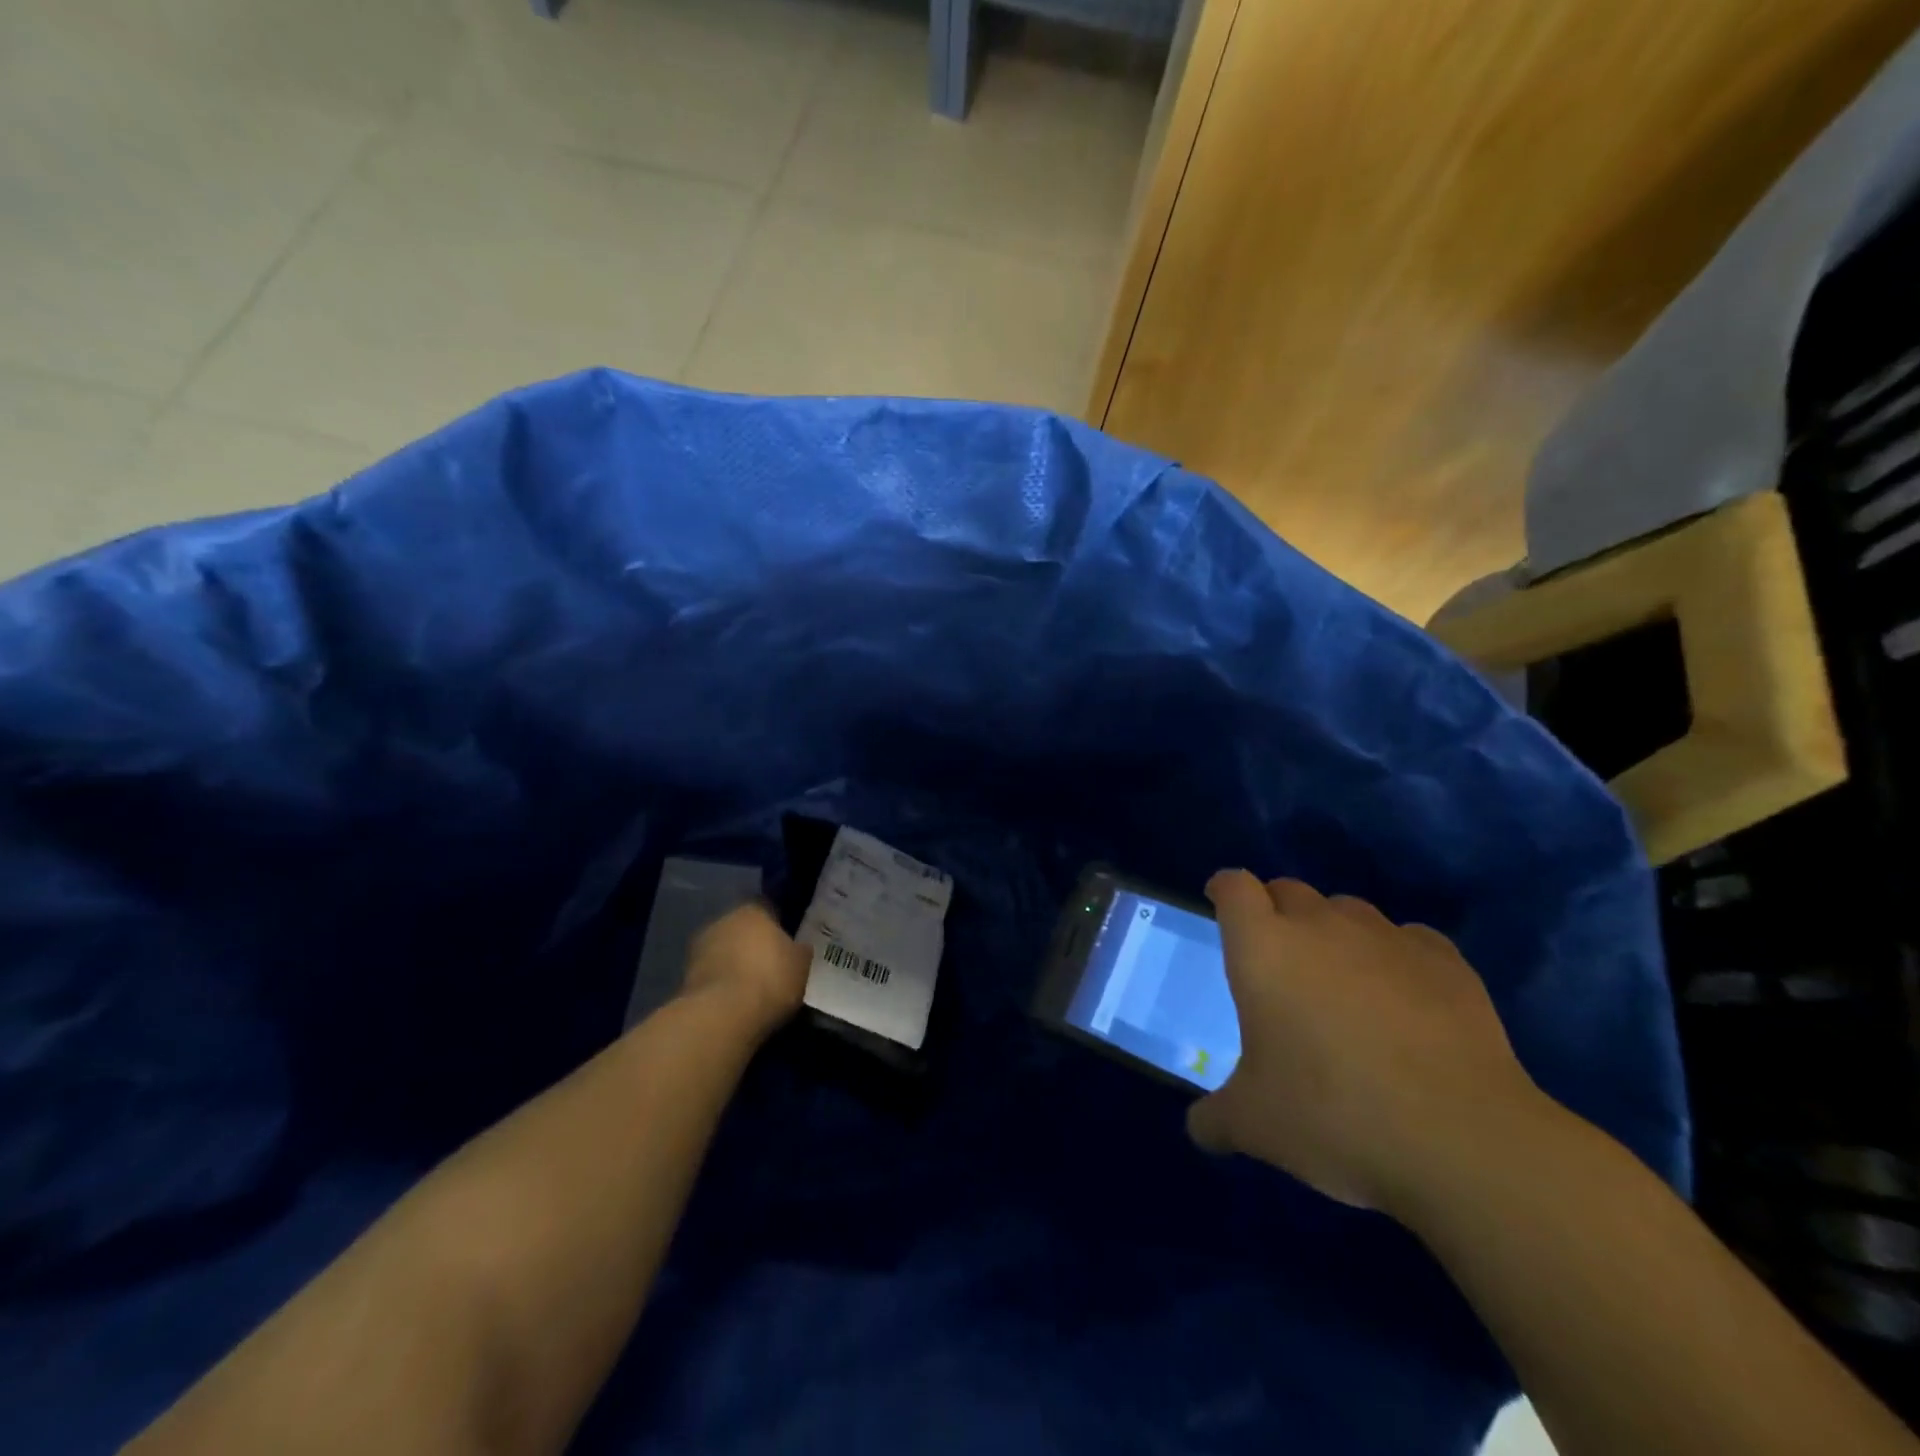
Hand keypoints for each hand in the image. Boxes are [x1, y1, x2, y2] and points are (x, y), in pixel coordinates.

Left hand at [682, 902, 811, 1037]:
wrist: (722, 1015)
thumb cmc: (770, 979)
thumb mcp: (801, 965)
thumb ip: (799, 951)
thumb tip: (798, 948)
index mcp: (753, 909)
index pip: (768, 909)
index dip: (778, 926)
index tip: (787, 944)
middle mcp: (723, 920)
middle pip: (742, 928)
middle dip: (753, 944)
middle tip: (770, 965)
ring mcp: (700, 947)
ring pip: (724, 950)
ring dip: (734, 963)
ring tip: (752, 988)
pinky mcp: (685, 976)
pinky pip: (712, 974)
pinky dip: (721, 984)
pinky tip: (735, 1002)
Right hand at [1189, 871, 1542, 1216]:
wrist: (1462, 1140)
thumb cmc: (1332, 1116)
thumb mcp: (1254, 1125)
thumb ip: (1214, 1118)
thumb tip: (1200, 1128)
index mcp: (1263, 948)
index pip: (1234, 886)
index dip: (1224, 889)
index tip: (1219, 903)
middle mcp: (1321, 926)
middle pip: (1289, 889)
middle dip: (1275, 910)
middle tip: (1275, 955)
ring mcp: (1387, 938)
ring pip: (1347, 910)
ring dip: (1333, 931)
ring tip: (1340, 980)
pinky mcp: (1445, 960)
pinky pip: (1406, 940)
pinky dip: (1394, 957)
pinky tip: (1403, 999)